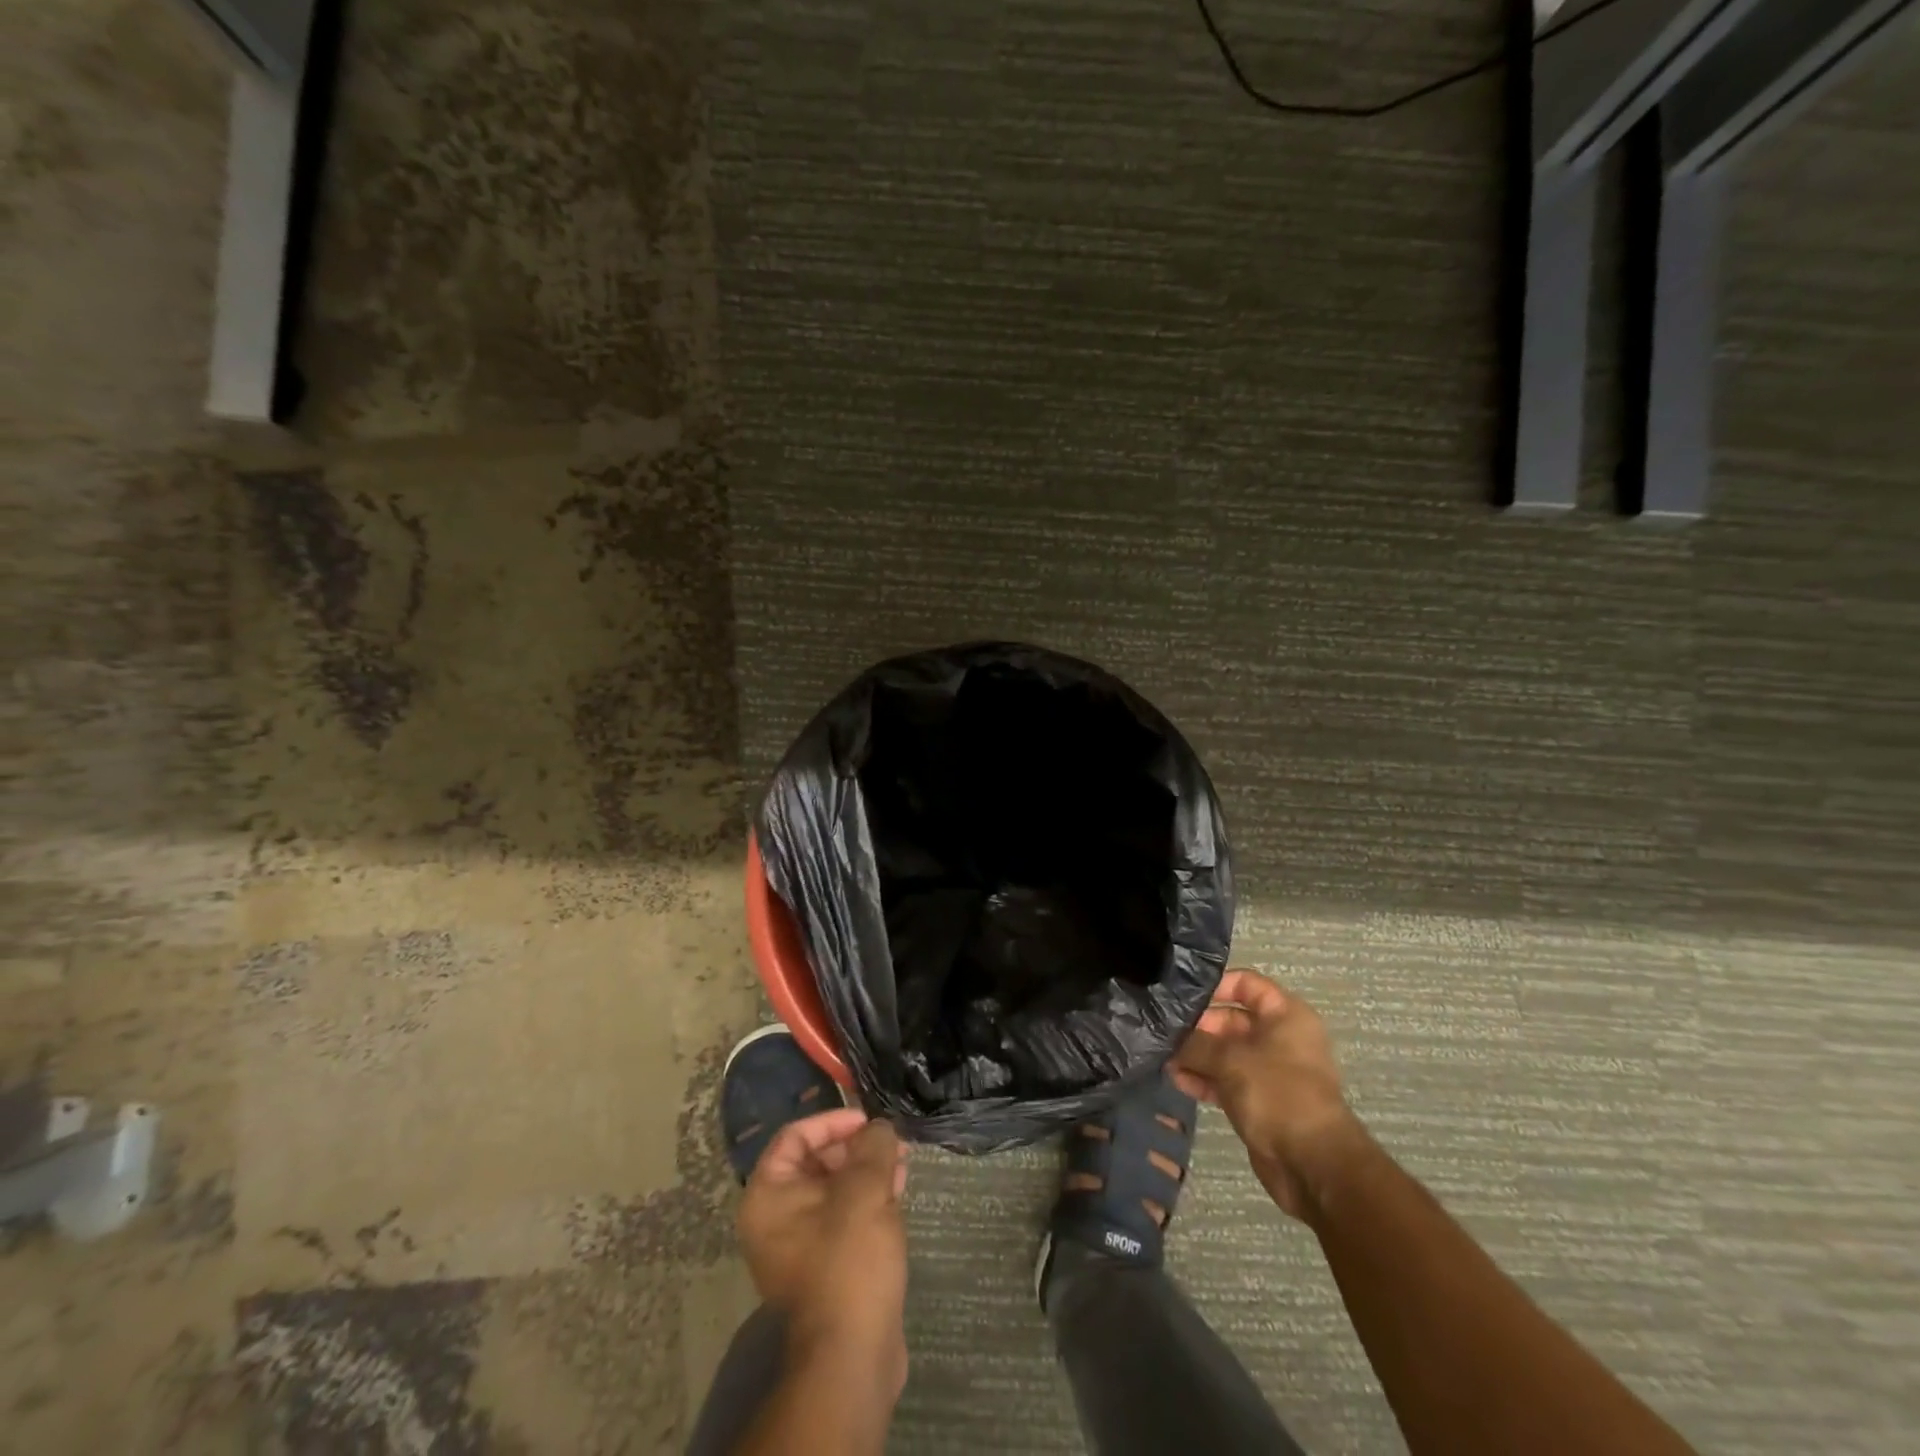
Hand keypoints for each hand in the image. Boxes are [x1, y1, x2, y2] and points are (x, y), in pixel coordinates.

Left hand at [736, 1110, 909, 1395]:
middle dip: (857, 1147)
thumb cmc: (849, 1259)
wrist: (852, 1355)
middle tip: (893, 1142)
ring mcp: (798, 1247)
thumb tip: (879, 1128)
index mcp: (768, 1196)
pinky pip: (843, 1218)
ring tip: (902, 1162)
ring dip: (868, 1171)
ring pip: (834, 1190)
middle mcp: (774, 1219)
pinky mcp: (824, 1267)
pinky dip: (868, 1200)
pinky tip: (897, 1192)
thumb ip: (872, 1146)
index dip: (833, 1121)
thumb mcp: (865, 1190)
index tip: (868, 1121)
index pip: (795, 1136)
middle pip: (815, 1161)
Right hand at [1173, 969, 1365, 1220]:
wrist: (1312, 1164)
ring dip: (1197, 1055)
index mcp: (1286, 1016)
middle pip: (1231, 1020)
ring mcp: (1270, 1072)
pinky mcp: (1260, 1101)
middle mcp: (1280, 1039)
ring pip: (1226, 1053)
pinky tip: (1177, 1079)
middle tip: (1164, 1031)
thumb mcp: (1230, 1060)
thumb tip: (1169, 1036)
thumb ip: (1196, 1043)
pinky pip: (1227, 1080)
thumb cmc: (1277, 1094)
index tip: (1181, 996)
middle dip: (1198, 1026)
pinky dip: (1205, 1078)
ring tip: (1163, 1056)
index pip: (1246, 984)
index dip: (1214, 985)